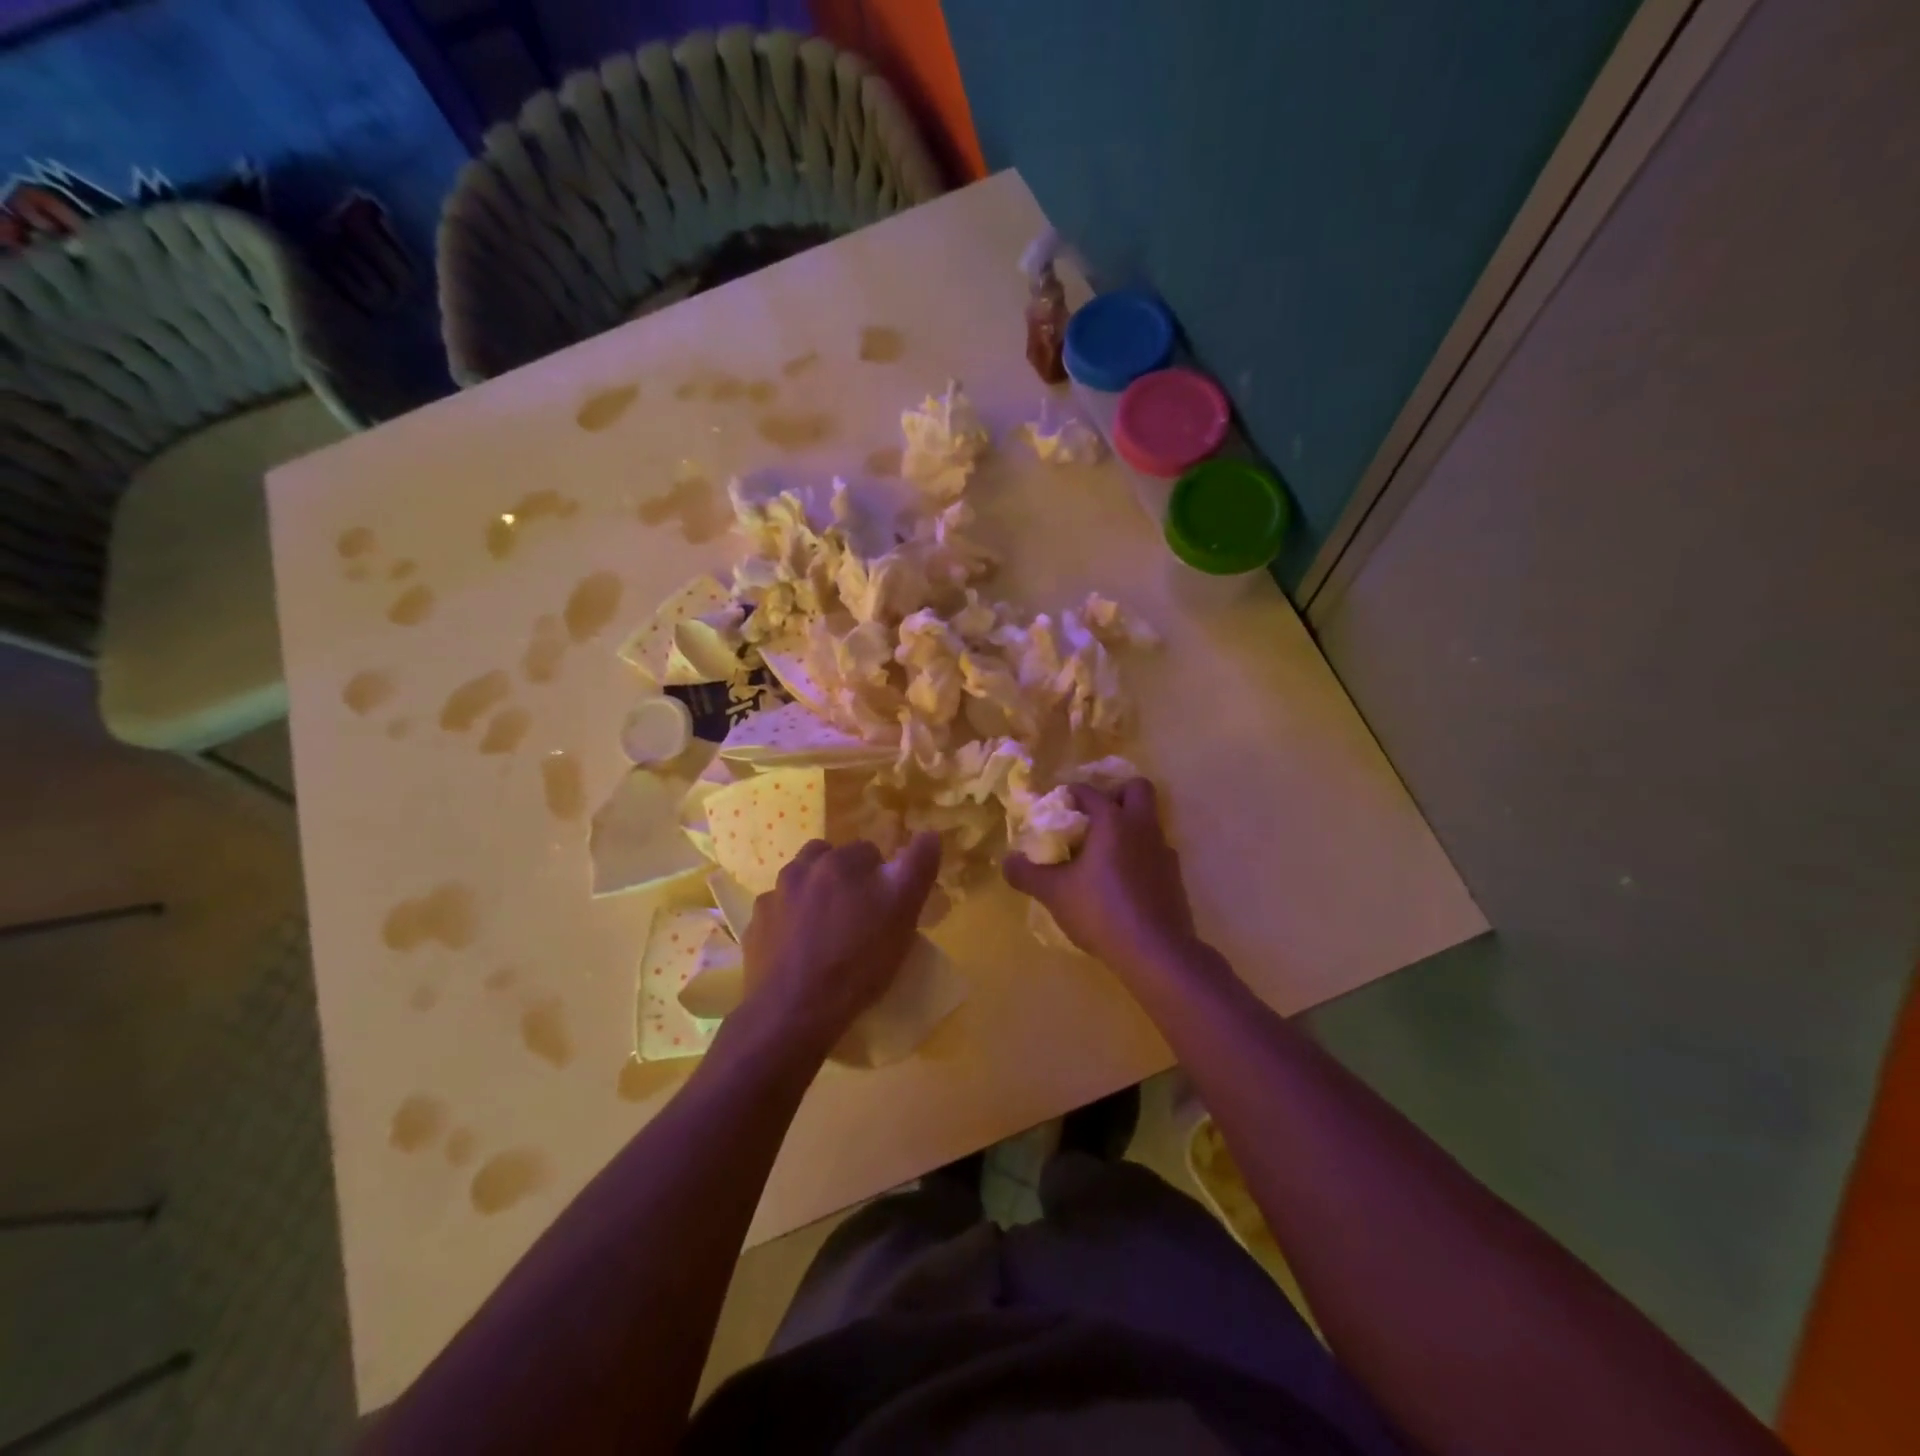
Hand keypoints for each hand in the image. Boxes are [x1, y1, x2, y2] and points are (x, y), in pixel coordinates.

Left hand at [742, 833, 942, 1054]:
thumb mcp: (903, 913)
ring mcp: (773, 898)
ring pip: (801, 884)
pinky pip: (779, 914)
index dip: (881, 878)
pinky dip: (790, 924)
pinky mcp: (754, 927)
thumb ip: (917, 867)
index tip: (886, 908)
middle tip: (858, 918)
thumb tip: (929, 834)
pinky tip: (801, 951)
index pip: (869, 852)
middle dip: (844, 879)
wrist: (794, 1012)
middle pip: (830, 861)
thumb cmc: (858, 961)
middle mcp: (801, 868)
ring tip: (828, 934)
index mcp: (840, 861)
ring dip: (815, 897)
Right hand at [1003, 780, 1195, 968]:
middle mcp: (1142, 827)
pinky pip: (1154, 852)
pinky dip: (1139, 856)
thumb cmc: (1101, 911)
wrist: (1156, 952)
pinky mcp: (1174, 878)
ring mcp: (1163, 852)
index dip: (1071, 794)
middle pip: (1137, 789)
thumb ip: (1027, 874)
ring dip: (1128, 827)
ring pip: (1149, 822)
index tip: (1057, 808)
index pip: (1090, 792)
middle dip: (1116, 794)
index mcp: (1113, 821)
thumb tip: (1007, 861)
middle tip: (1093, 817)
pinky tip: (1121, 882)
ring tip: (1102, 854)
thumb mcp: (1054, 893)